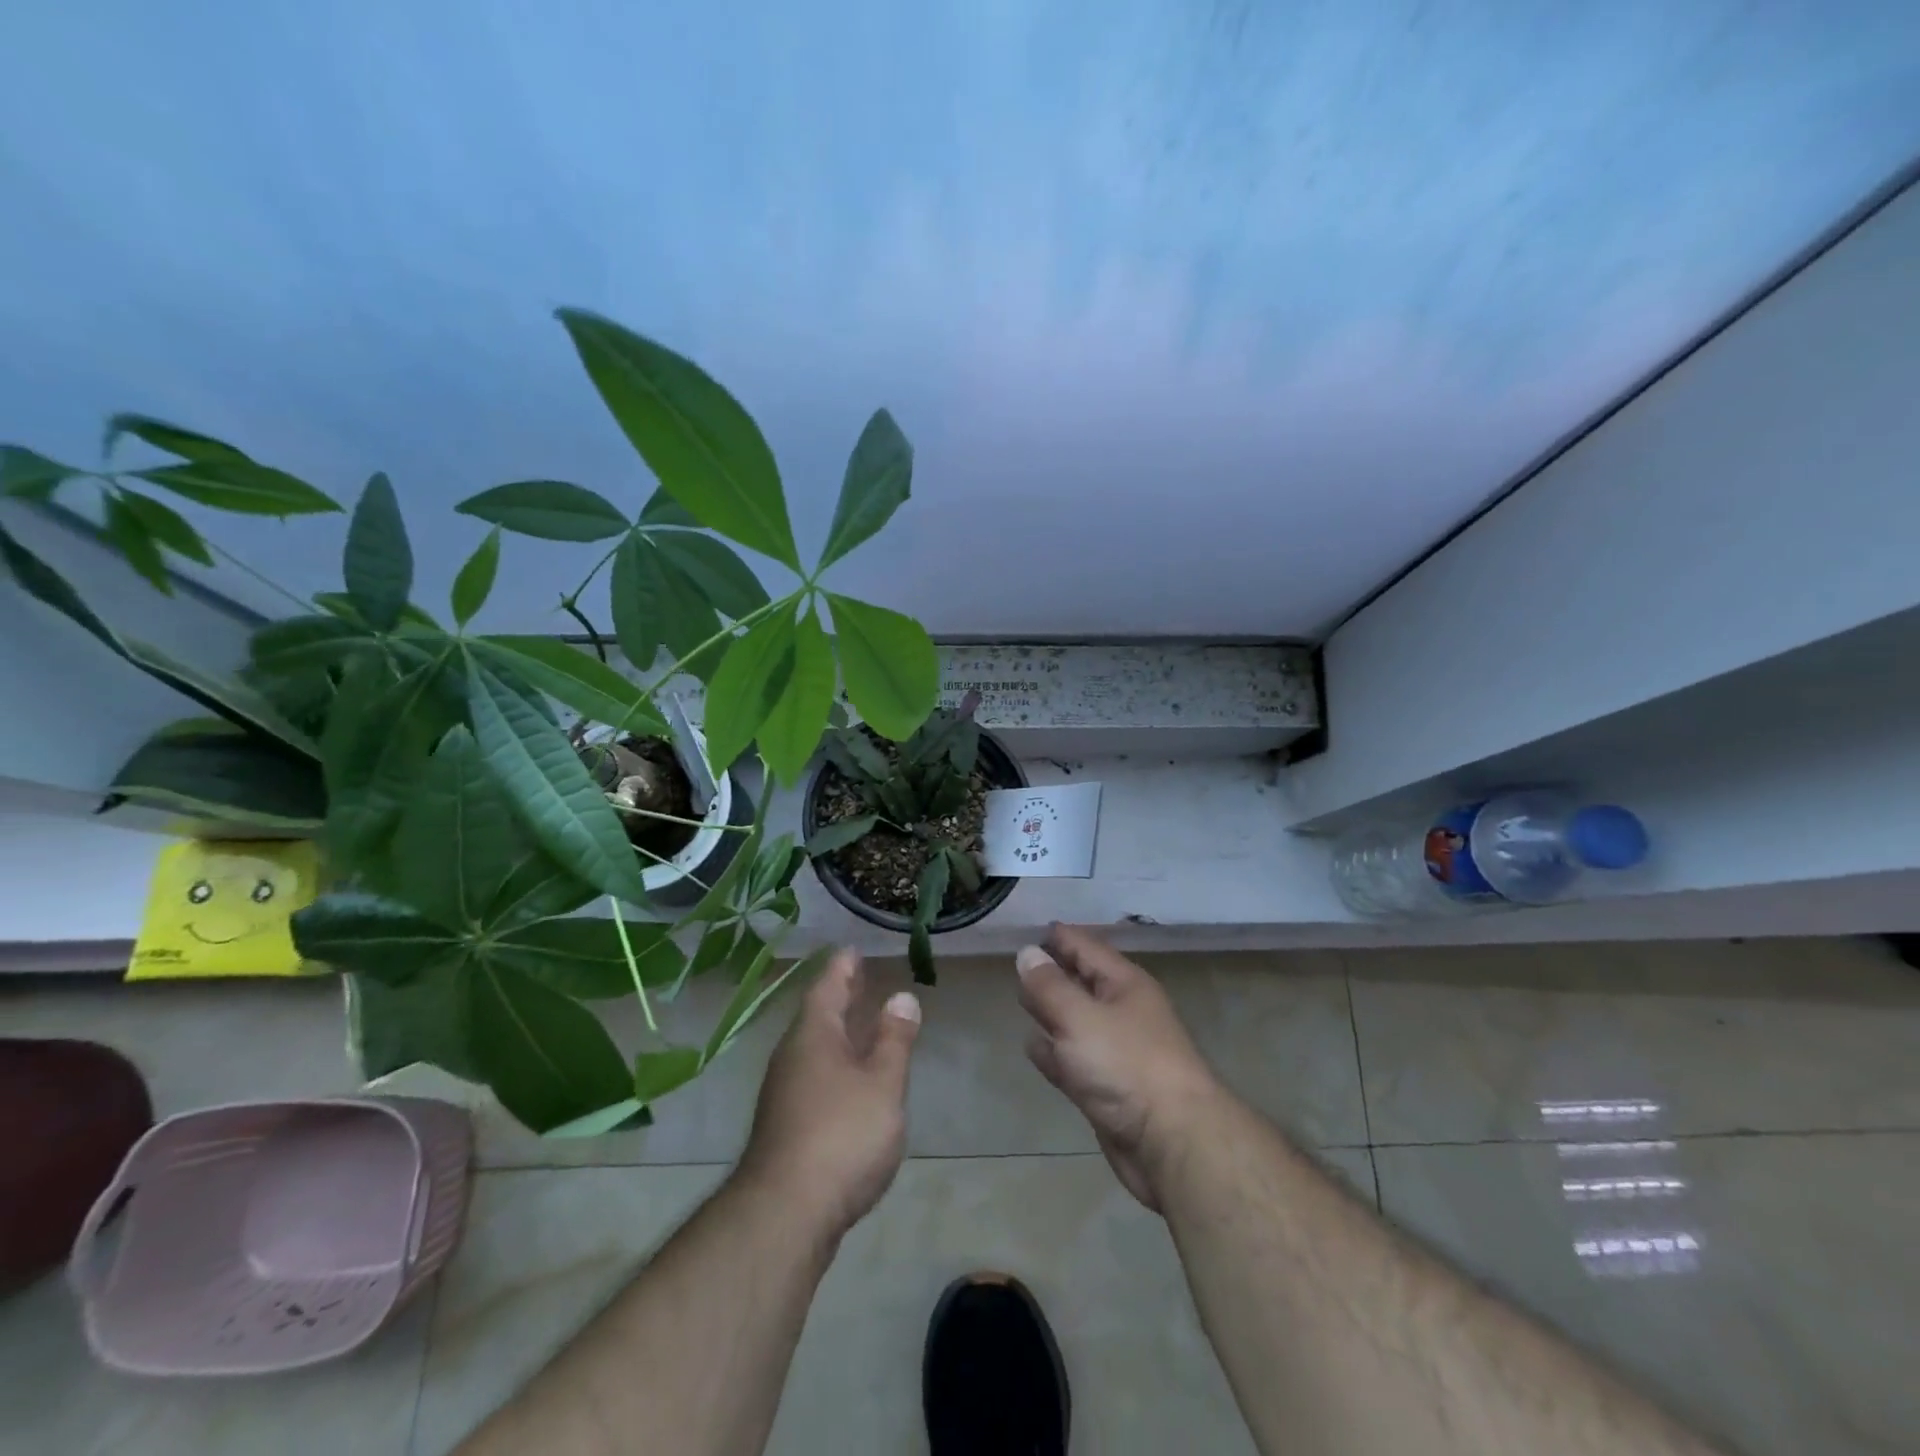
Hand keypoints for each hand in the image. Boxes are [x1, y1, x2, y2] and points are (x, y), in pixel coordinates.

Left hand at [738, 950, 921, 1238]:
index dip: (841, 968)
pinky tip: (851, 1080)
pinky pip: (815, 1076)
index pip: (827, 988)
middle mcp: (792, 1057)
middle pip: (818, 1016)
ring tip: (861, 1022)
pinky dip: (836, 1063)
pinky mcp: (788, 1126)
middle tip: (858, 977)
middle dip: (840, 997)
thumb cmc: (841, 1135)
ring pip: (815, 1049)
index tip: (851, 950)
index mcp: (813, 1036)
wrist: (786, 1214)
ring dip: (838, 1032)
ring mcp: (785, 1094)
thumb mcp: (882, 1083)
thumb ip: (893, 1040)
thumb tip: (901, 997)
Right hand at [1017, 925, 1221, 1210]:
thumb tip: (1027, 952)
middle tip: (1018, 962)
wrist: (1173, 1143)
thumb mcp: (1080, 1017)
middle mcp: (1122, 1012)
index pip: (1086, 948)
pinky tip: (1033, 1046)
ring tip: (1021, 1000)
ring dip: (1051, 1012)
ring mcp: (1116, 1053)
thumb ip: (1049, 986)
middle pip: (1081, 983)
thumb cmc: (1127, 1065)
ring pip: (1075, 1022)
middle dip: (1052, 972)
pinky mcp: (1107, 1090)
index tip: (1029, 930)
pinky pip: (1073, 1059)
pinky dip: (1053, 1051)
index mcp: (1124, 985)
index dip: (1058, 938)